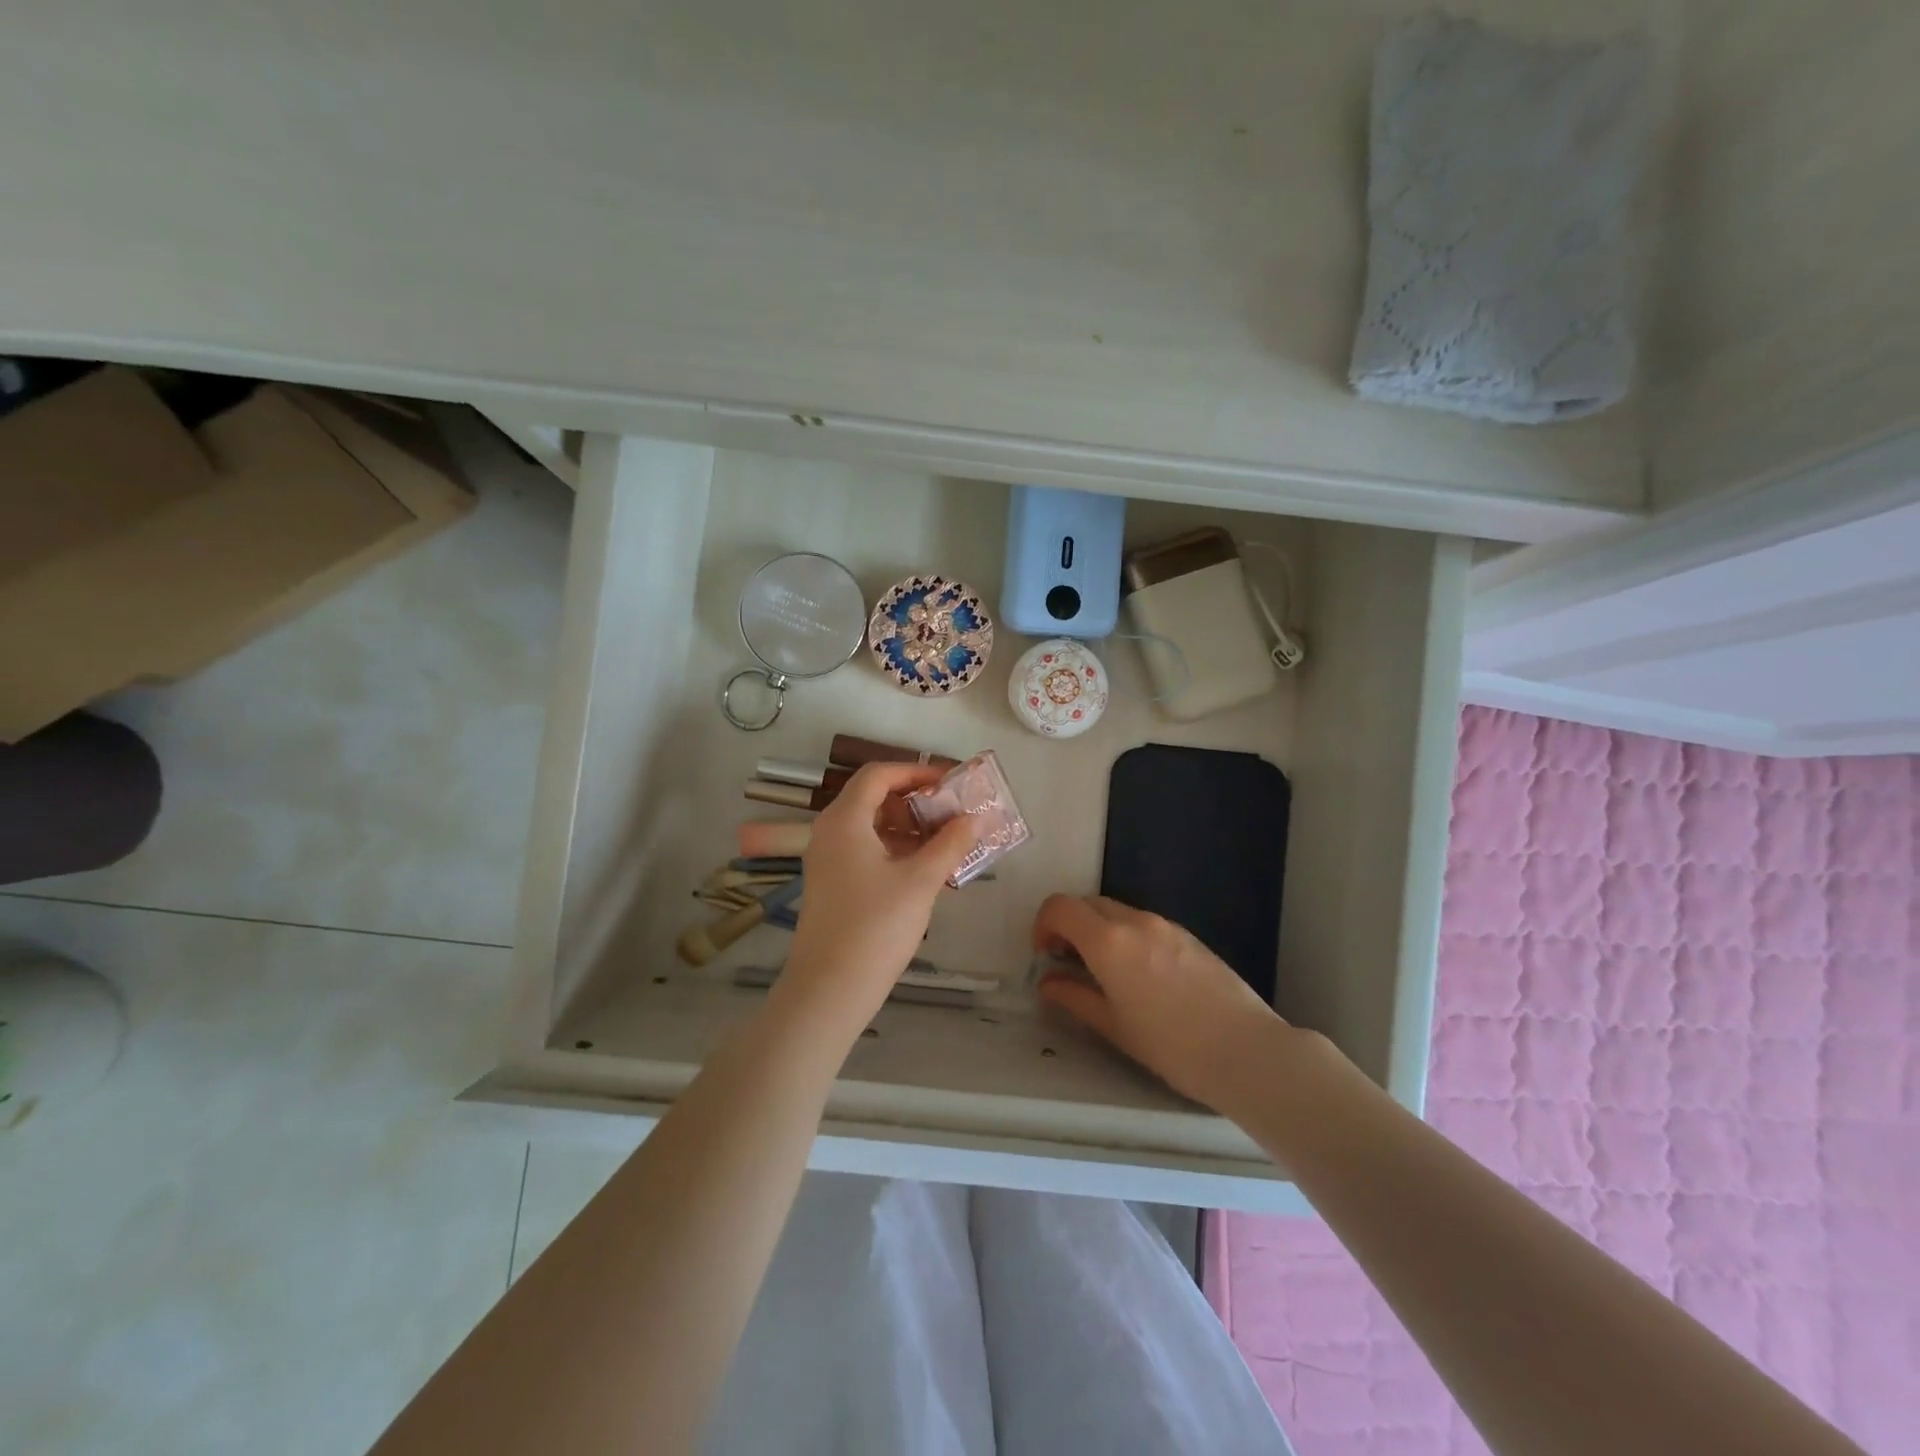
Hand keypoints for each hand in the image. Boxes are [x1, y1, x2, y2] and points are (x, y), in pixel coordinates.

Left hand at [776, 763, 976, 1032]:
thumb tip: (976, 818)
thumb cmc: (875, 927)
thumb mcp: (920, 881)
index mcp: (845, 819)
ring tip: (947, 840)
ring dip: (908, 827)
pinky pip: (866, 850)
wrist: (829, 989)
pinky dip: (895, 849)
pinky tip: (925, 868)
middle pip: (874, 797)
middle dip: (915, 800)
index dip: (916, 771)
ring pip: (871, 826)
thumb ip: (950, 844)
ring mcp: (828, 859)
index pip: (879, 774)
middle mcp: (830, 831)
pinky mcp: (832, 883)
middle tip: (952, 811)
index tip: (951, 782)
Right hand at [1032, 894, 1287, 1106]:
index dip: (1043, 925)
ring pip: (1117, 912)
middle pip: (1087, 904)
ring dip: (1099, 931)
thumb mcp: (1113, 1026)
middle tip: (1070, 964)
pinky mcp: (1188, 936)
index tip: (1046, 956)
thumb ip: (1074, 997)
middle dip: (1070, 926)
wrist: (1245, 1050)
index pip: (1060, 907)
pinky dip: (1127, 936)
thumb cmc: (1171, 1045)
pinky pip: (1144, 924)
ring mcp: (1165, 925)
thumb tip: (1048, 983)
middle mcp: (1134, 921)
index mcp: (1108, 940)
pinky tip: (1141, 976)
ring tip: (1106, 974)